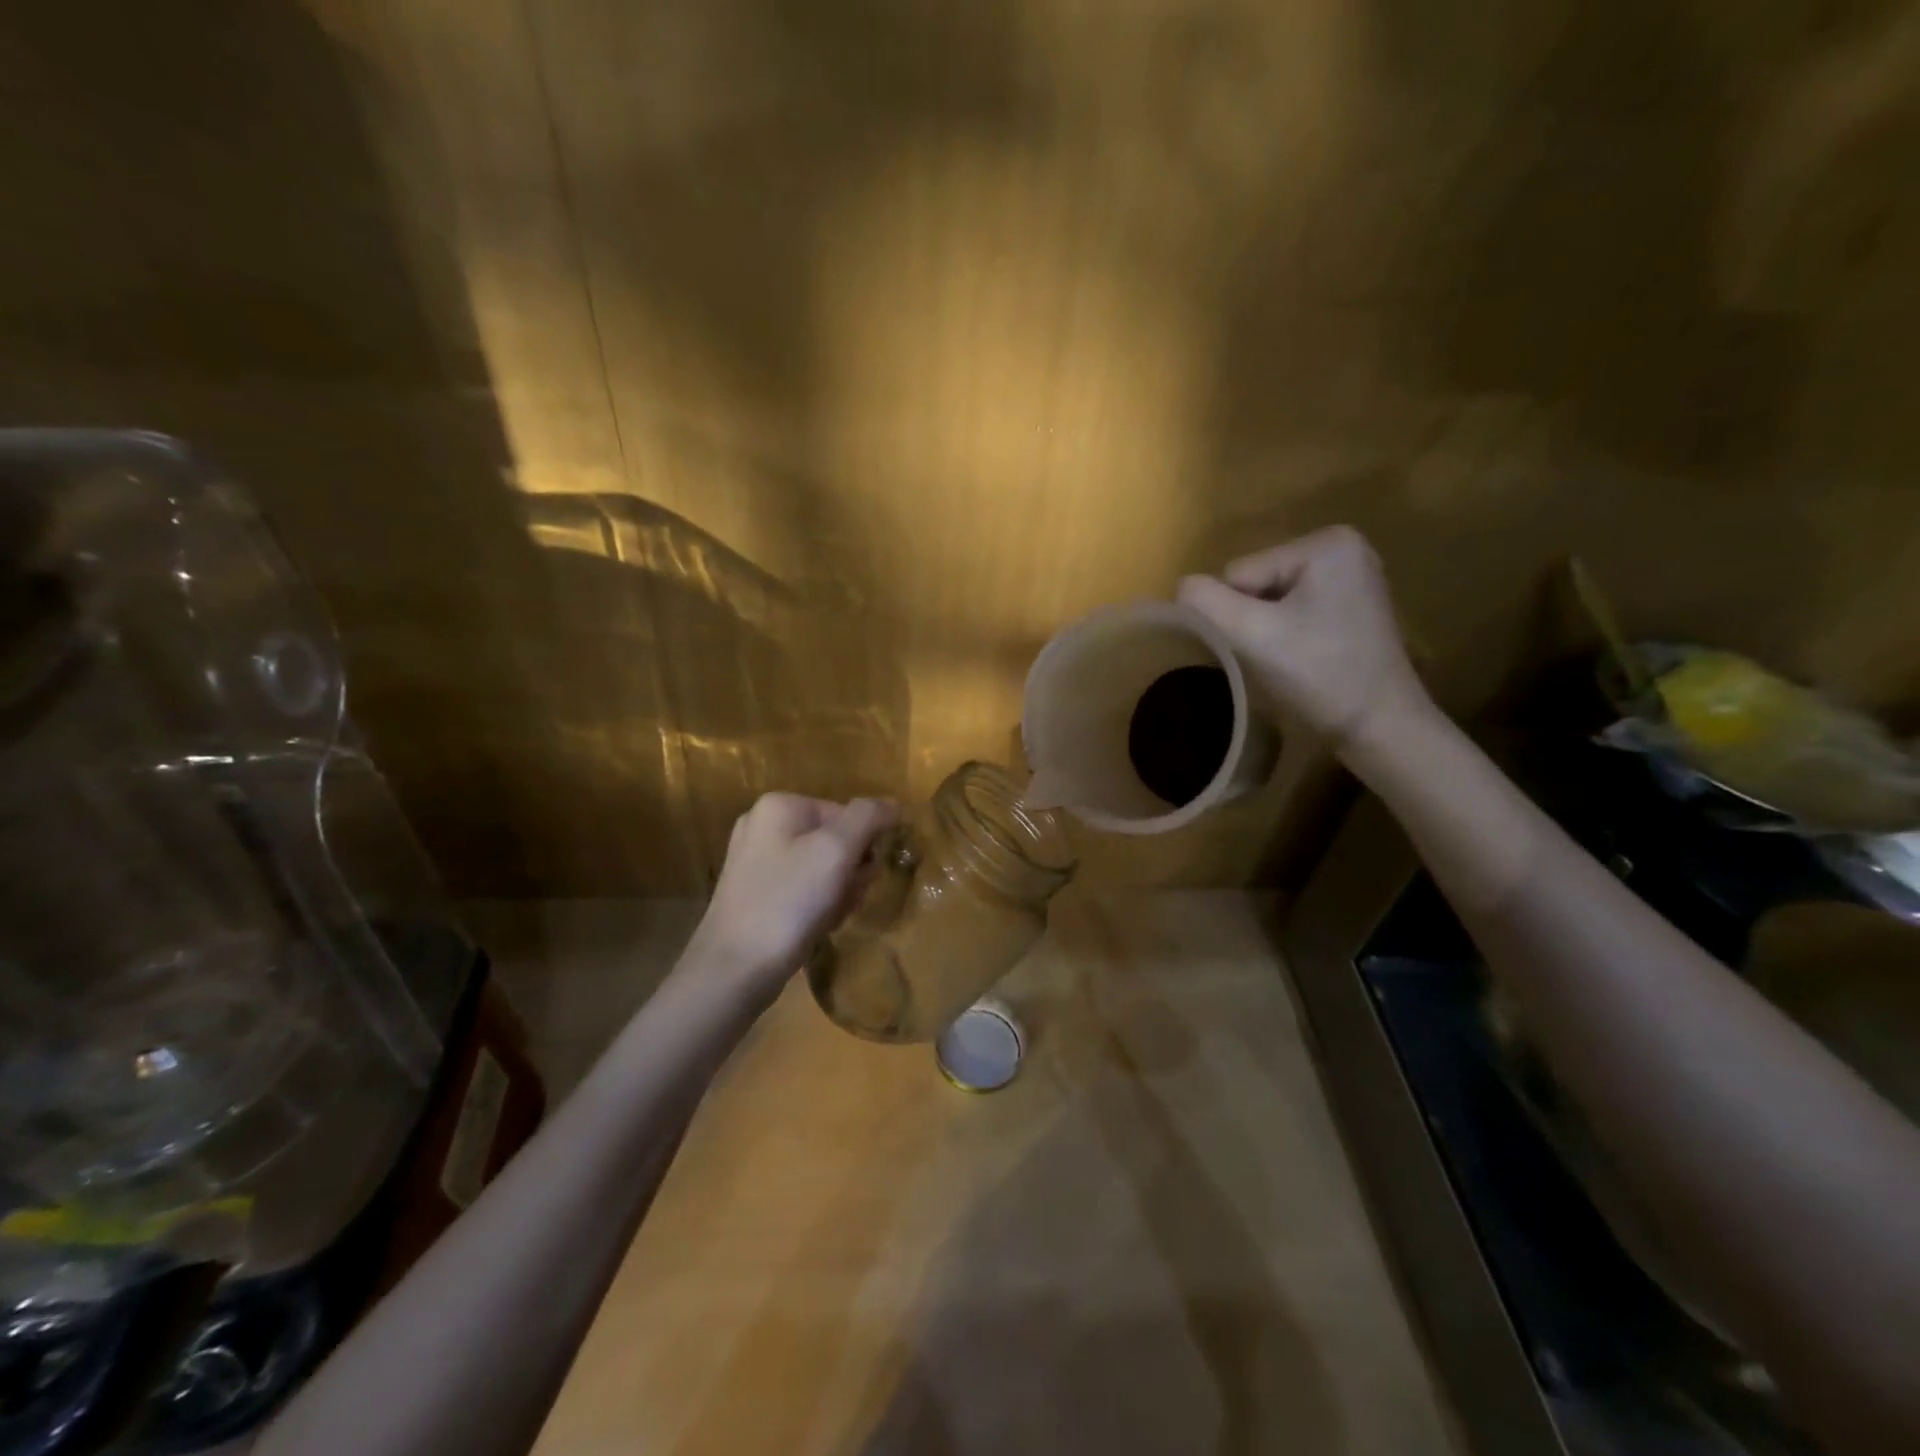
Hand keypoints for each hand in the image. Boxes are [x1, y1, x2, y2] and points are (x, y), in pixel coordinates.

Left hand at [687, 793, 898, 1002]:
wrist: (734, 970)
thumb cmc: (788, 902)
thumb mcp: (836, 851)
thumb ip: (869, 818)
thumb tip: (894, 804)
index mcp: (780, 805)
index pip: (848, 815)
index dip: (863, 848)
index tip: (859, 877)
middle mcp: (763, 825)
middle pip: (836, 841)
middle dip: (850, 873)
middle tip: (844, 900)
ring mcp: (756, 861)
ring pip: (823, 868)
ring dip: (838, 893)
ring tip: (828, 918)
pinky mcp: (755, 893)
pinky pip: (803, 889)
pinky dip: (817, 907)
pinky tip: (813, 927)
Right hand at [1177, 525, 1429, 749]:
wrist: (1380, 727)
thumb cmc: (1320, 676)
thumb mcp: (1252, 635)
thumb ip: (1206, 603)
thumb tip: (1182, 587)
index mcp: (1325, 543)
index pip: (1240, 574)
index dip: (1236, 615)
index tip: (1263, 648)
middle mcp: (1342, 547)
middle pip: (1255, 582)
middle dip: (1253, 620)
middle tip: (1275, 656)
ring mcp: (1350, 576)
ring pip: (1269, 599)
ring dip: (1266, 630)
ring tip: (1289, 660)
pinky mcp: (1352, 604)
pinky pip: (1293, 610)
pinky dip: (1285, 634)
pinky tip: (1302, 657)